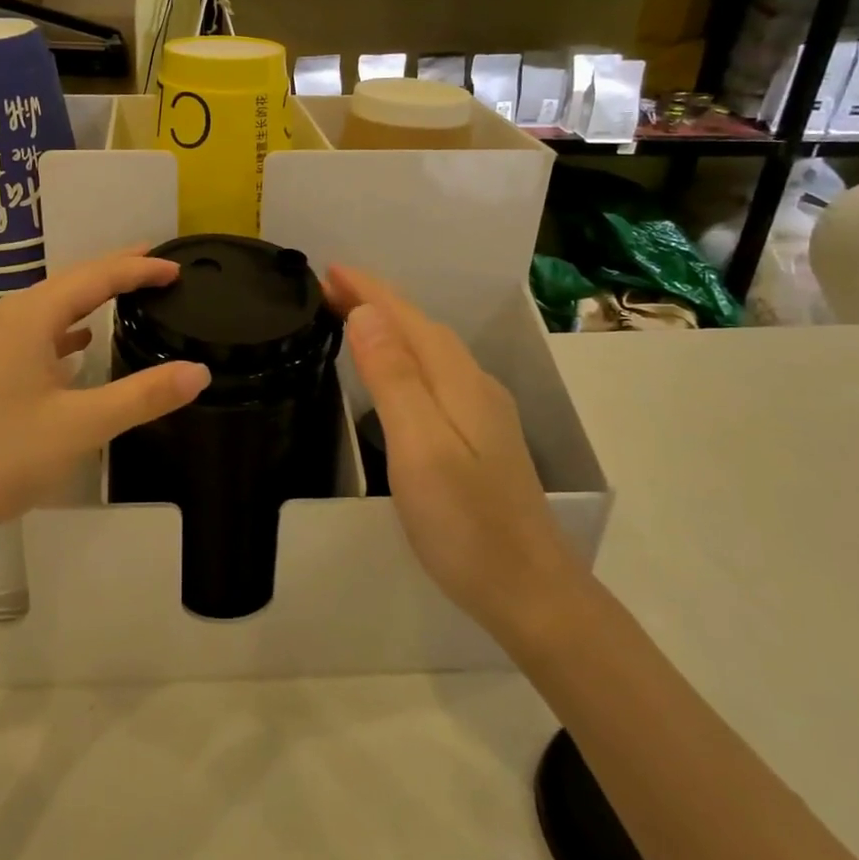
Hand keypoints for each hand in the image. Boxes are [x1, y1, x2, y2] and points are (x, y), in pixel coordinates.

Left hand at [0, 251, 209, 559]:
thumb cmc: (2, 457)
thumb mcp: (82, 426)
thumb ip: (143, 396)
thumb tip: (198, 372)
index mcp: (26, 318)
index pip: (94, 278)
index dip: (138, 270)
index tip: (176, 267)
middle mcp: (0, 318)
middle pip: (66, 284)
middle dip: (112, 274)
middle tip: (154, 267)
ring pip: (43, 309)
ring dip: (83, 301)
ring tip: (120, 298)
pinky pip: (25, 334)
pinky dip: (57, 332)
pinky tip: (73, 346)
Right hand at [326, 265, 586, 644]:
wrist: (531, 592)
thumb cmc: (467, 524)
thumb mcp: (421, 448)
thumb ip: (394, 379)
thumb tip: (367, 315)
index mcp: (459, 382)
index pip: (408, 319)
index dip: (369, 290)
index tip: (328, 267)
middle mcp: (475, 387)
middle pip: (422, 329)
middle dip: (376, 301)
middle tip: (327, 287)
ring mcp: (483, 414)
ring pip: (430, 351)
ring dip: (391, 326)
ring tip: (352, 316)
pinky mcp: (480, 438)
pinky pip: (435, 376)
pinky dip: (406, 357)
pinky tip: (395, 373)